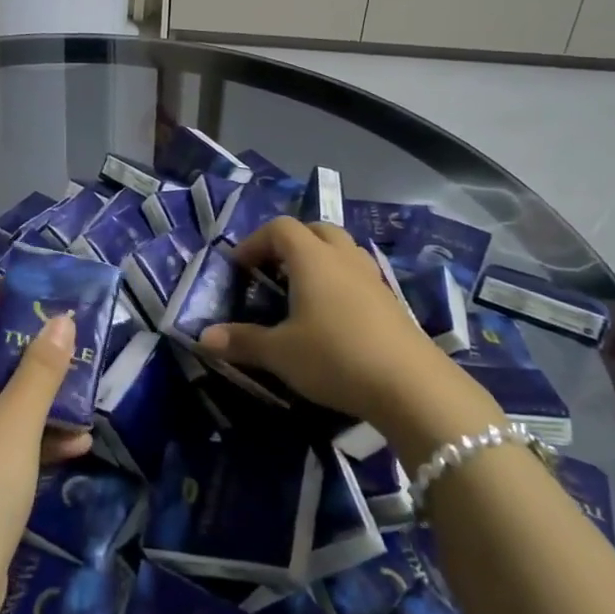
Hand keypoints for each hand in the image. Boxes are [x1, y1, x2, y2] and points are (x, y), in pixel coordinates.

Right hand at [197, 216, 503, 453]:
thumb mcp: (280, 353)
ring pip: (341, 249)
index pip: (279, 228)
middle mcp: (342, 257)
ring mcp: (371, 277)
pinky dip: (339, 281)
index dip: (254, 242)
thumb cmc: (335, 357)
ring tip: (301, 290)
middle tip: (271, 272)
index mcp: (312, 258)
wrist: (410, 385)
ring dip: (318, 258)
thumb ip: (241, 341)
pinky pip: (358, 274)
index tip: (239, 268)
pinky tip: (332, 315)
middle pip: (314, 229)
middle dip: (289, 244)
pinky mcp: (391, 301)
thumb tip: (203, 337)